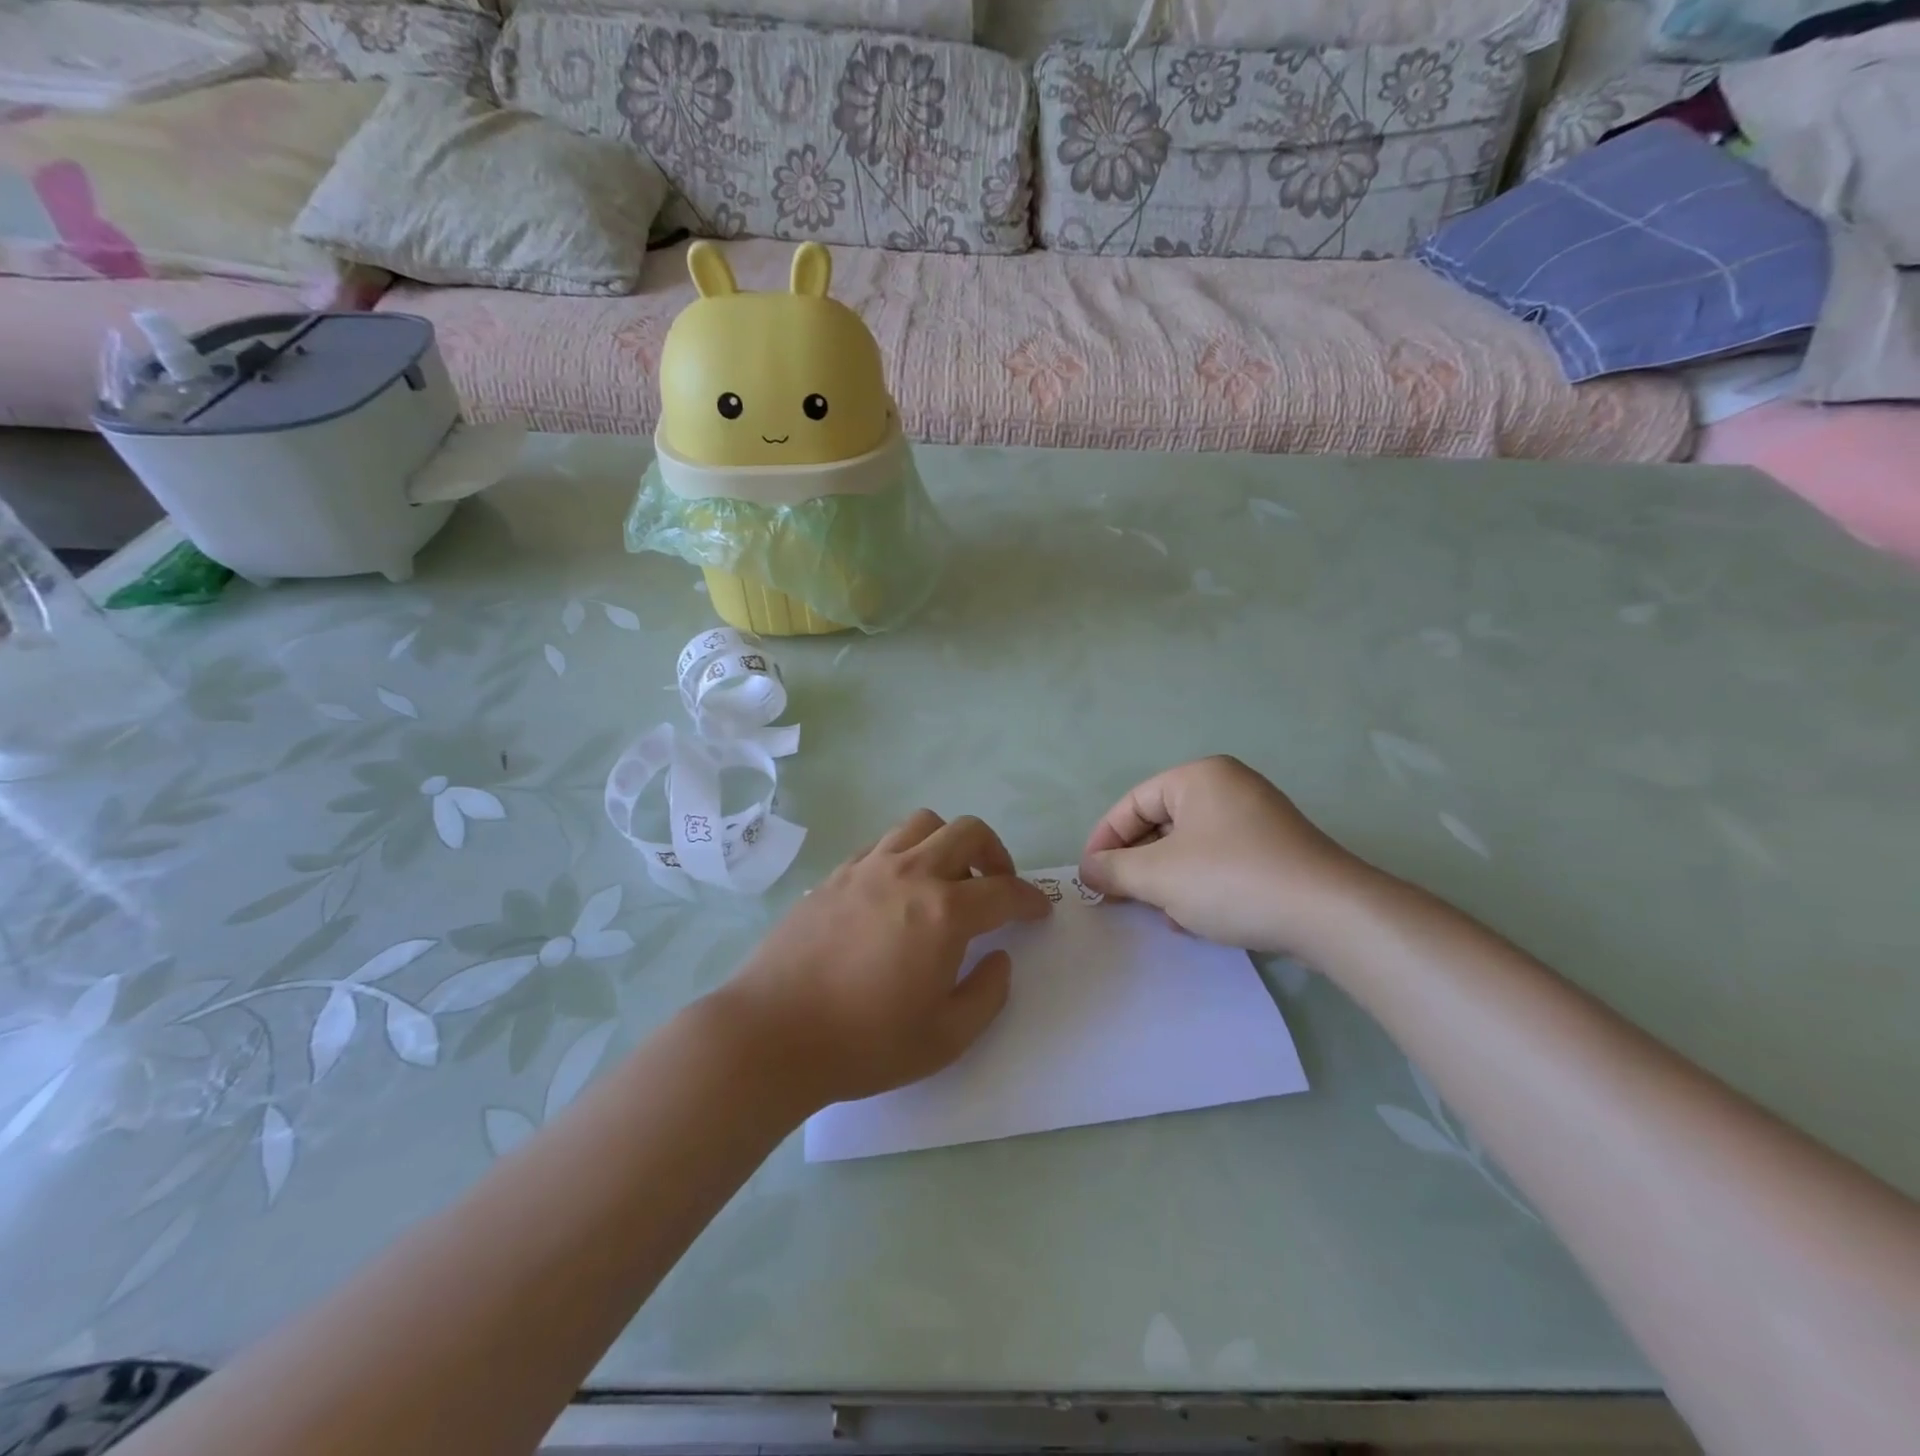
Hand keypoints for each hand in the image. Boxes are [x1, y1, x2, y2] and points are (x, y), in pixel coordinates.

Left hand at [718, 810, 1050, 1108]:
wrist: (773, 1034)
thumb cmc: (864, 1043)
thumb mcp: (945, 1038)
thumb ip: (988, 994)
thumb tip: (999, 958)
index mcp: (944, 912)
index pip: (1004, 891)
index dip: (1031, 899)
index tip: (1040, 910)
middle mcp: (910, 874)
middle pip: (968, 832)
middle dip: (997, 854)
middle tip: (998, 886)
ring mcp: (868, 867)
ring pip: (923, 824)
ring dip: (949, 843)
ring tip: (947, 880)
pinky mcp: (836, 873)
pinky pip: (884, 842)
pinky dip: (907, 852)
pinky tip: (899, 889)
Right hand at [1079, 756, 1379, 957]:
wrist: (1328, 915)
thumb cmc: (1231, 880)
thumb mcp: (1159, 876)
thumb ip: (1114, 870)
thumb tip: (1088, 870)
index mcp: (1198, 777)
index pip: (1133, 802)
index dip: (1105, 839)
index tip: (1089, 876)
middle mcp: (1229, 787)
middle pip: (1162, 823)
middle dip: (1136, 863)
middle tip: (1117, 897)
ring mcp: (1258, 818)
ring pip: (1190, 846)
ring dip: (1165, 879)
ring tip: (1153, 912)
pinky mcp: (1277, 850)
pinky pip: (1221, 860)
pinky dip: (1198, 884)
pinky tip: (1191, 919)